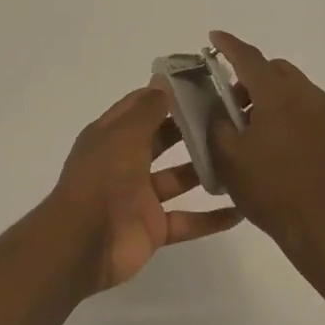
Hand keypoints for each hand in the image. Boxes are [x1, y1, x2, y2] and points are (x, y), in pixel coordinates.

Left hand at [48, 85, 243, 293]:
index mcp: (111, 136)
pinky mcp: (154, 228)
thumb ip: (146, 110)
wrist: (84, 244)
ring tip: (240, 158)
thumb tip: (163, 81)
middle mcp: (125, 162)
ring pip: (177, 179)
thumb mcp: (123, 136)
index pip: (140, 107)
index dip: (165, 95)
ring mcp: (140, 197)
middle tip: (228, 116)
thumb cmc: (102, 180)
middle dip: (190, 129)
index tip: (200, 84)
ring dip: (204, 171)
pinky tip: (241, 211)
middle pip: (161, 140)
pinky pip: (187, 220)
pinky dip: (211, 219)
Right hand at [206, 31, 324, 261]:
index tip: (213, 38)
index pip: (248, 57)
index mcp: (278, 94)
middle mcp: (305, 95)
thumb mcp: (229, 157)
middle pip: (273, 69)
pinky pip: (301, 107)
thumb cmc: (271, 189)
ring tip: (245, 125)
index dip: (228, 45)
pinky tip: (267, 141)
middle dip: (248, 75)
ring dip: (266, 94)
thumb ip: (217, 123)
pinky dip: (281, 110)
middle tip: (226, 99)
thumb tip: (218, 108)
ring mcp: (323, 114)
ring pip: (289, 88)